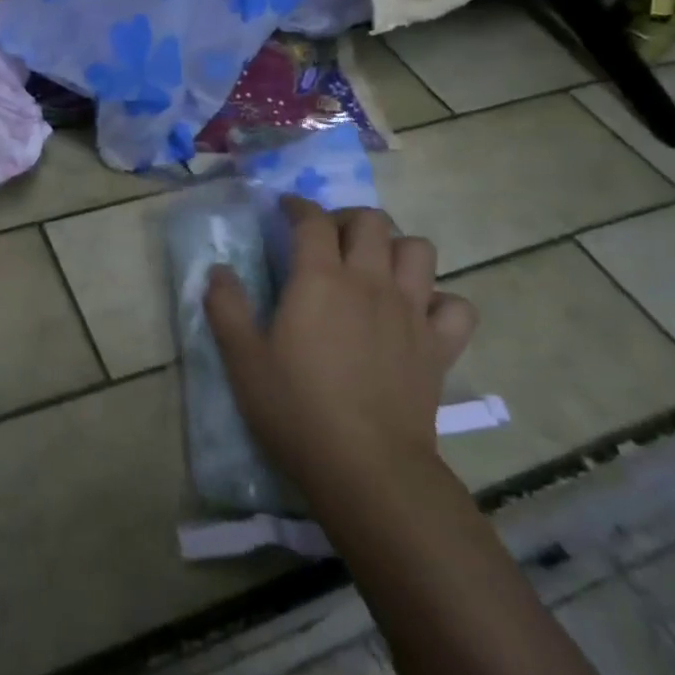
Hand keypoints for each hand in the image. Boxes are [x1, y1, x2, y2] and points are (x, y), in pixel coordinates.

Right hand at [205, 199, 476, 491]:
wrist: (367, 468)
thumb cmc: (295, 409)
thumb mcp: (242, 358)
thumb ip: (226, 307)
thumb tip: (218, 270)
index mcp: (319, 279)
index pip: (313, 220)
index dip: (297, 206)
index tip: (284, 210)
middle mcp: (369, 282)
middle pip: (371, 222)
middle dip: (346, 218)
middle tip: (326, 239)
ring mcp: (411, 312)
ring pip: (418, 249)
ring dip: (395, 248)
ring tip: (373, 267)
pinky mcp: (439, 346)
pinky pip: (455, 304)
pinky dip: (439, 300)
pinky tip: (416, 314)